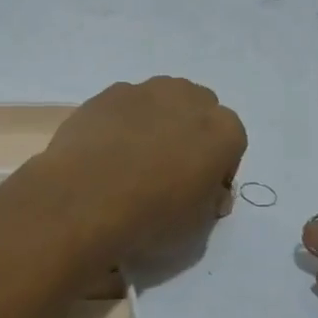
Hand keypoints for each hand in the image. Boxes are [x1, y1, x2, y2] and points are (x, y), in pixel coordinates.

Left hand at [27, 78, 245, 265]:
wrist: (85, 199)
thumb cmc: (152, 216)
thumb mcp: (197, 226)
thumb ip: (210, 199)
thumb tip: (208, 190)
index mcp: (223, 130)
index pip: (231, 144)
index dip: (216, 169)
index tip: (199, 191)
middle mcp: (190, 99)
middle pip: (198, 111)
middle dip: (190, 134)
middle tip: (169, 169)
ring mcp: (146, 91)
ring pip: (161, 101)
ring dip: (157, 122)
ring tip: (134, 158)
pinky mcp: (109, 93)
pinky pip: (125, 105)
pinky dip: (122, 122)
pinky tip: (106, 150)